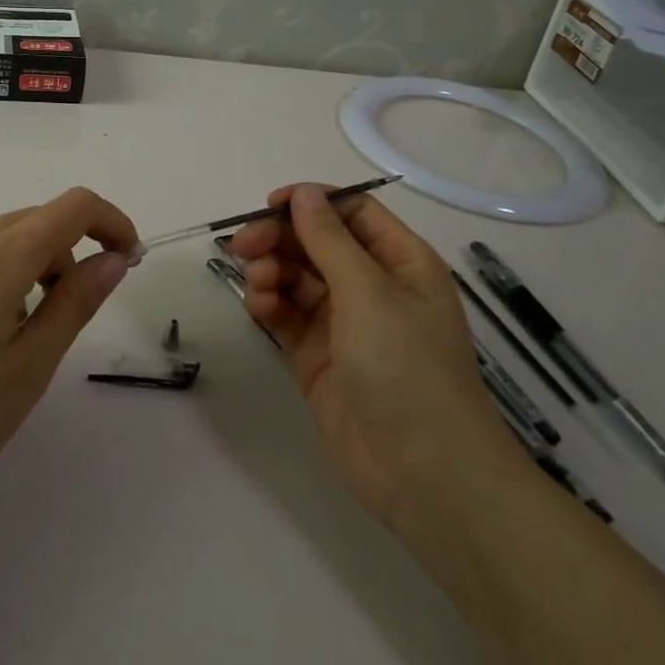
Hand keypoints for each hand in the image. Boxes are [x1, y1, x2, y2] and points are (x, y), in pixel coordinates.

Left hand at [0, 188, 137, 511]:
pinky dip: (3, 276)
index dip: (112, 222)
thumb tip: (113, 259)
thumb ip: (74, 304)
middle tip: (80, 309)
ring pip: (4, 239)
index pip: (73, 207)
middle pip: (38, 219)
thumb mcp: (28, 367)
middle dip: (75, 249)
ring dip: (38, 264)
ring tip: (32, 333)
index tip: (128, 262)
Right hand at [228, 184, 514, 525]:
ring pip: (296, 278)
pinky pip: (286, 315)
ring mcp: (343, 323)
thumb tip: (303, 193)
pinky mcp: (317, 356)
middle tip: (242, 247)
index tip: (269, 206)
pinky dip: (269, 305)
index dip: (312, 203)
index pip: (352, 212)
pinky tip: (259, 309)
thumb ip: (329, 239)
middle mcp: (373, 287)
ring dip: (271, 272)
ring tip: (258, 286)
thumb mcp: (370, 292)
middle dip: (279, 239)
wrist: (422, 471)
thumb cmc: (406, 367)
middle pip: (317, 243)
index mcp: (401, 262)